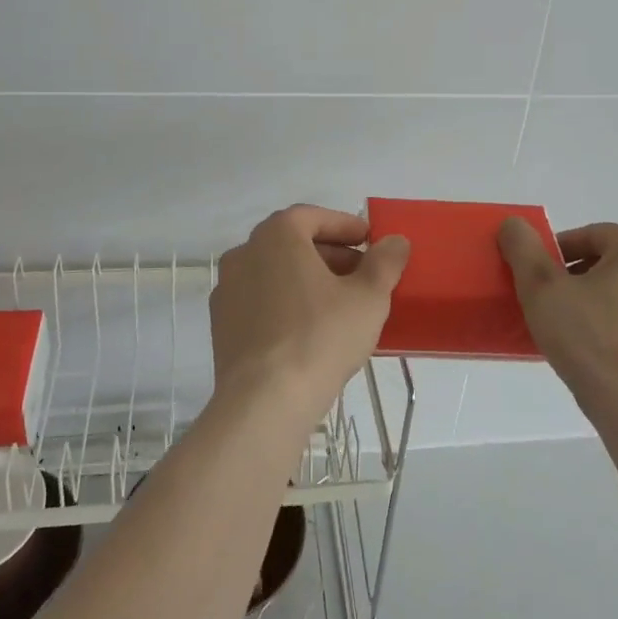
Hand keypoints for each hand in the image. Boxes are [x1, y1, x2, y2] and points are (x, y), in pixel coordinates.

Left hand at [210, 206, 409, 426]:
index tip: (370, 242)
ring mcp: (227, 289)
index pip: (314, 217)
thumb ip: (384, 262)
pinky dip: (285, 304)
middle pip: (292, 243)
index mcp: (276, 235)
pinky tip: (309, 331)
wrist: (264, 402)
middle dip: (330, 255)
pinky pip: (260, 301)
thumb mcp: (368, 297)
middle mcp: (244, 253)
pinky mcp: (221, 325)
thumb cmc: (320, 337)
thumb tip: (395, 241)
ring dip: (307, 280)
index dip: (345, 226)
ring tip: (340, 305)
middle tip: (362, 275)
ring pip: (275, 273)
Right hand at [497, 219, 617, 425]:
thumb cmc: (591, 341)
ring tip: (574, 329)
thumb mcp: (542, 288)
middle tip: (552, 303)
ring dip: (602, 302)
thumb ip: (524, 249)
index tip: (537, 278)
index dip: (557, 253)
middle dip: (580, 277)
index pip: (591, 236)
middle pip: (613, 263)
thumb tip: (513, 224)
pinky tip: (600, 352)